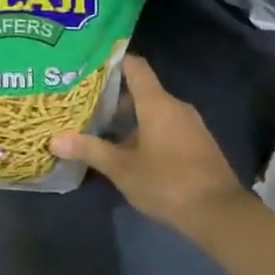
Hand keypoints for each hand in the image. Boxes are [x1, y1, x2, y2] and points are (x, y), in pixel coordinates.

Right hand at [50, 55, 246, 235]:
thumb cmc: (167, 182)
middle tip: (85, 106)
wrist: (219, 213)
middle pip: (142, 91)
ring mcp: (190, 125)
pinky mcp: (198, 144)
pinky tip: (130, 153)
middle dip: (114, 98)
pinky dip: (147, 133)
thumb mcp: (122, 169)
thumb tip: (55, 139)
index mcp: (157, 103)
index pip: (135, 66)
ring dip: (130, 120)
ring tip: (102, 131)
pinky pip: (167, 128)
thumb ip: (90, 150)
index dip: (114, 61)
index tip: (90, 65)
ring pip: (154, 112)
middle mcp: (176, 106)